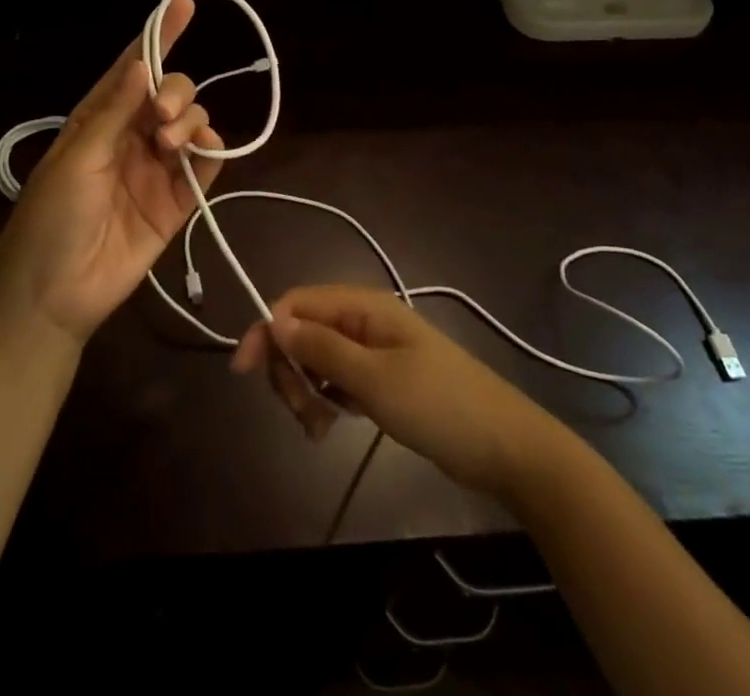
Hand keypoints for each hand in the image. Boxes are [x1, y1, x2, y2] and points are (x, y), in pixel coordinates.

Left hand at [0, 0, 222, 349]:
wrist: (54, 296)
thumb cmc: (50, 219)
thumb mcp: (77, 160)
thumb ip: (115, 113)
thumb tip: (144, 65)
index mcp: (99, 118)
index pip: (133, 68)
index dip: (158, 35)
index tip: (184, 6)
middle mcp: (131, 136)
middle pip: (169, 92)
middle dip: (175, 92)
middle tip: (163, 118)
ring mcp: (156, 168)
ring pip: (191, 123)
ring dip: (189, 121)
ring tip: (170, 146)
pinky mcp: (177, 200)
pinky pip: (206, 164)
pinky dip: (212, 151)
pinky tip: (205, 152)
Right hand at [231, 285, 557, 495]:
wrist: (505, 447)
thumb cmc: (439, 405)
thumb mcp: (375, 379)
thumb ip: (322, 349)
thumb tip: (274, 320)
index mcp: (364, 306)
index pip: (297, 303)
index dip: (267, 330)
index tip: (244, 371)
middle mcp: (364, 320)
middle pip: (303, 331)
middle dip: (289, 369)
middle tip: (300, 412)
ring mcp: (373, 350)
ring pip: (316, 359)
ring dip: (305, 390)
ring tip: (318, 428)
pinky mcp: (380, 379)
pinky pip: (336, 380)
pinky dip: (324, 401)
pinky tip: (329, 428)